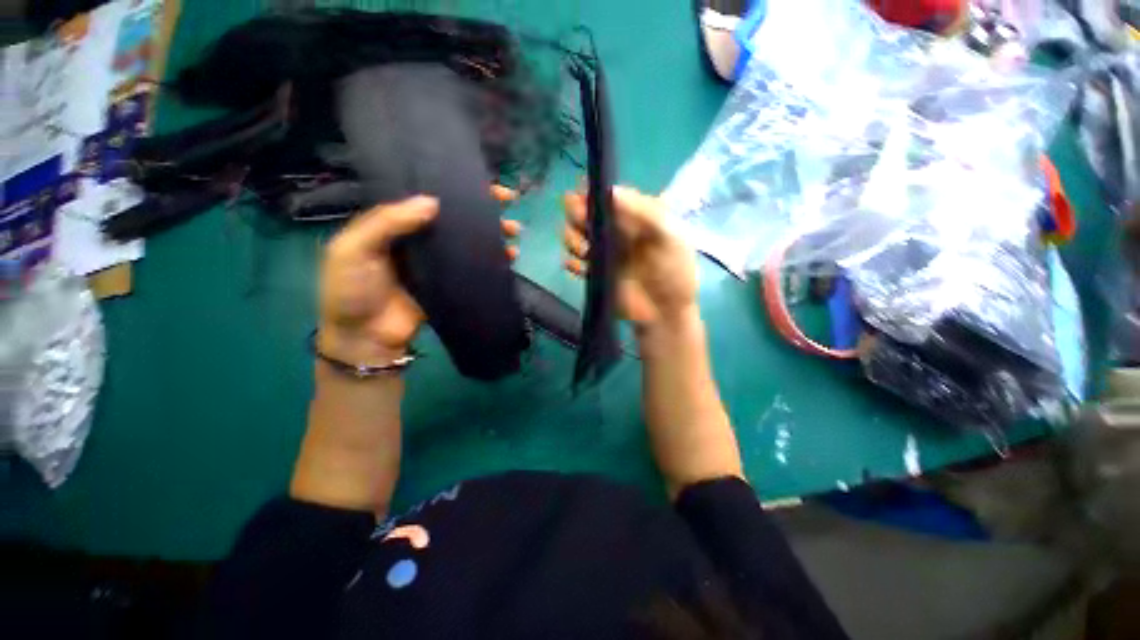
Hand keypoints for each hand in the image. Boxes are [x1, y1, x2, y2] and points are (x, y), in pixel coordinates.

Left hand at [319, 187, 519, 362]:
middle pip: (455, 218)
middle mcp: (420, 238)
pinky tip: (510, 256)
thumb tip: (433, 203)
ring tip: (514, 230)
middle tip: (508, 200)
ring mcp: (438, 262)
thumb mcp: (355, 248)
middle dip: (482, 208)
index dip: (453, 187)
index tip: (480, 182)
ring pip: (468, 241)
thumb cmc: (352, 289)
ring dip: (493, 233)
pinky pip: (474, 267)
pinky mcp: (451, 283)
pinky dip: (492, 261)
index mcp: (395, 223)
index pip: (428, 197)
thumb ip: (388, 222)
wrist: (366, 337)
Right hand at [563, 186, 697, 327]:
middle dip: (575, 215)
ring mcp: (600, 251)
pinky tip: (582, 269)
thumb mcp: (670, 237)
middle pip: (582, 211)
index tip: (583, 199)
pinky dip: (571, 263)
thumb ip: (644, 212)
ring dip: (571, 239)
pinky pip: (570, 261)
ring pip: (572, 235)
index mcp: (632, 214)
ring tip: (585, 253)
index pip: (605, 195)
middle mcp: (613, 229)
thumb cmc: (674, 271)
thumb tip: (610, 191)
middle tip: (583, 228)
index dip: (591, 194)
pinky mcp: (592, 272)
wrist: (665, 312)